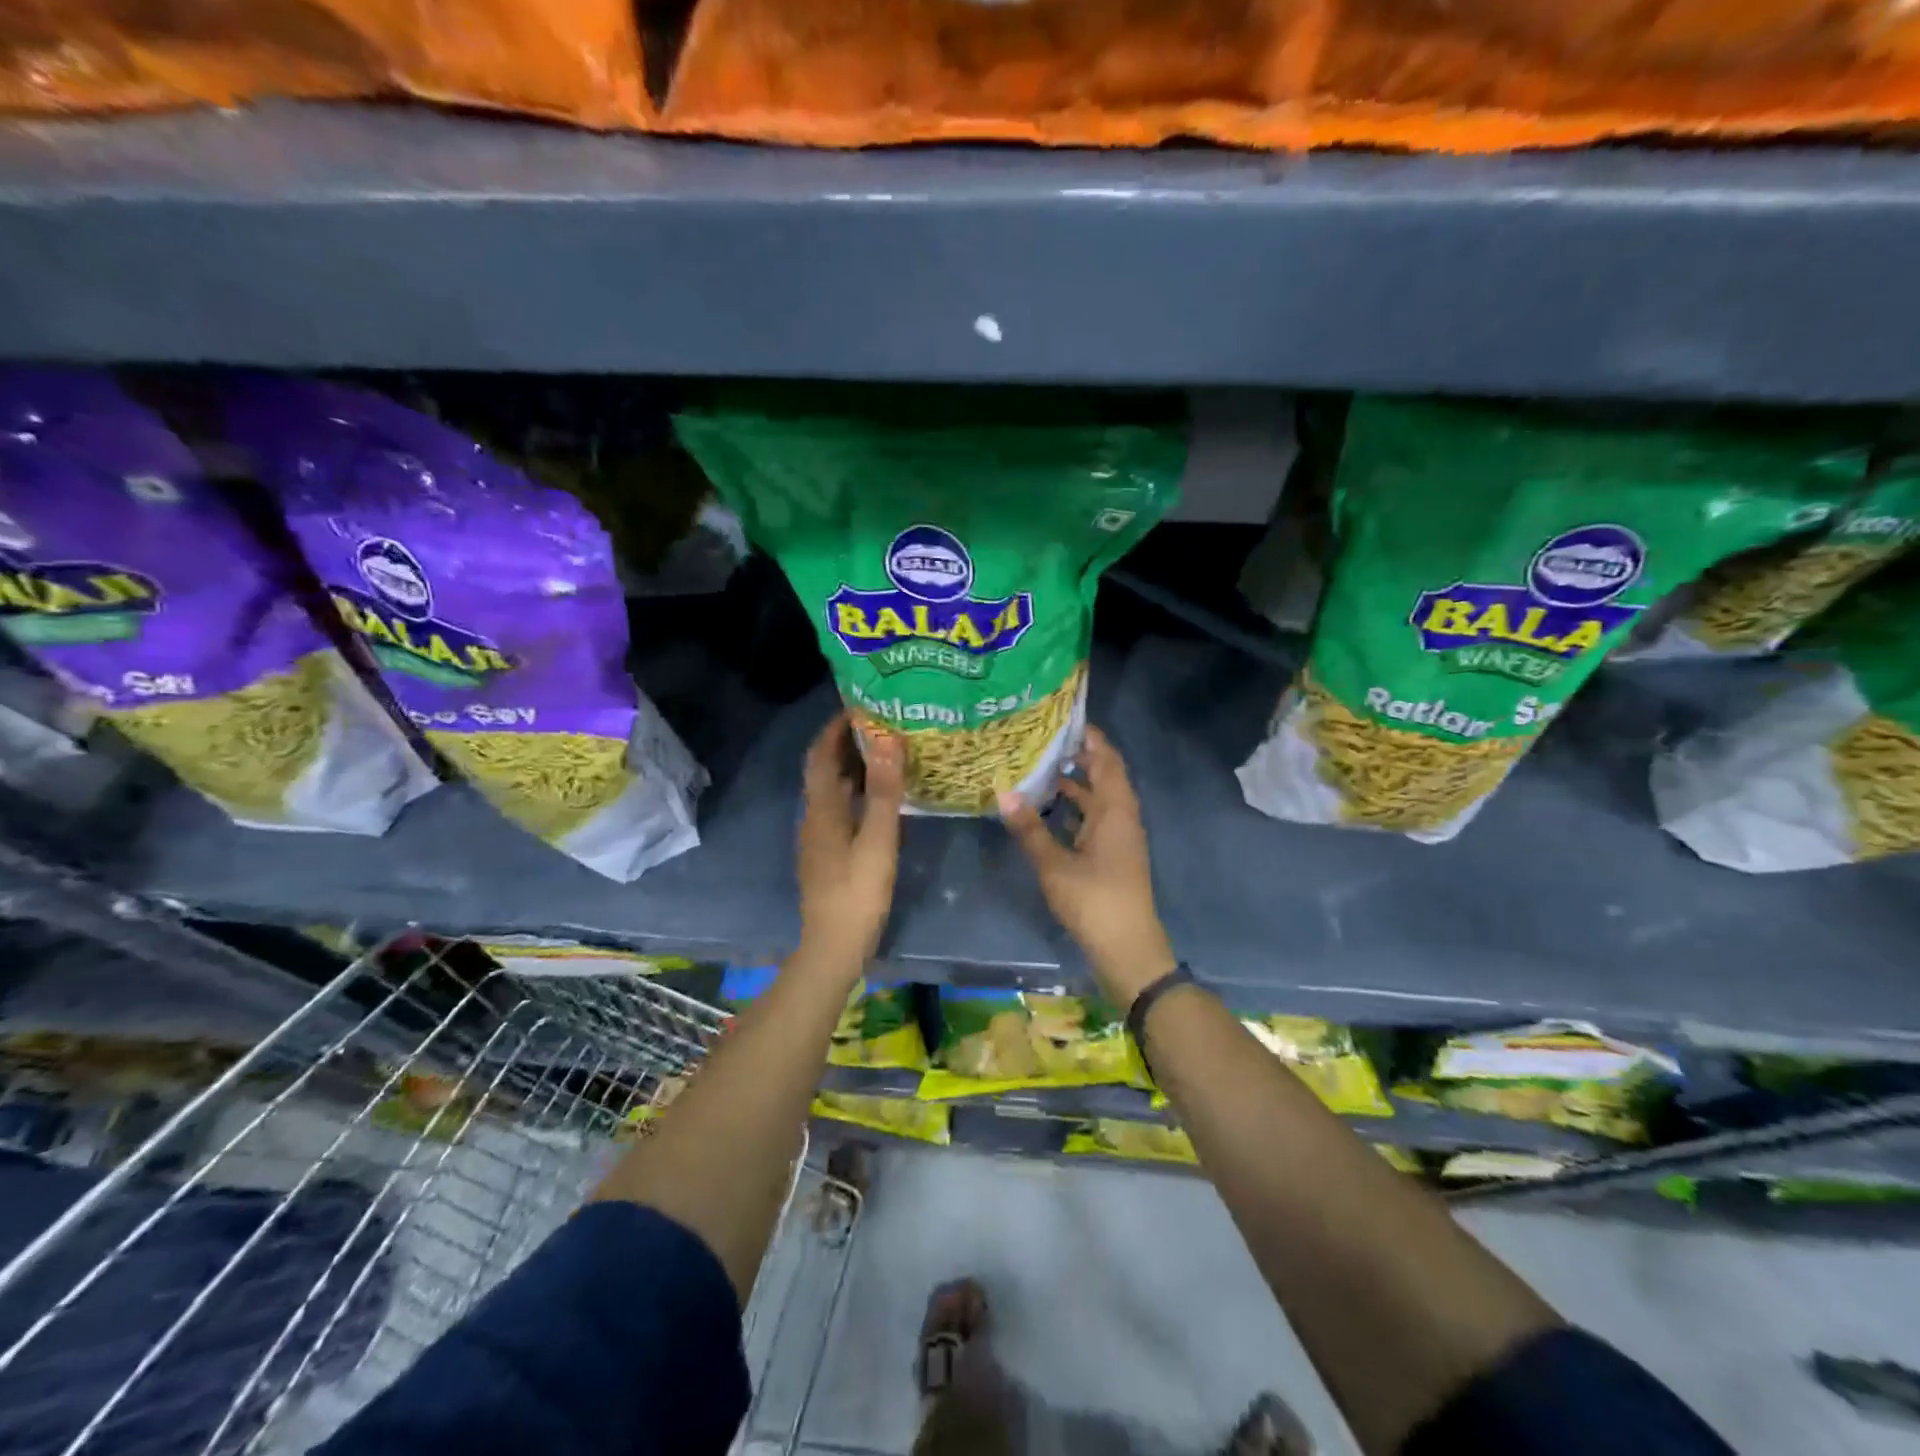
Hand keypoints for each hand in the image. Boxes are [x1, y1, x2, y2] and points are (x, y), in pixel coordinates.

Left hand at [795, 713, 905, 975]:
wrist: (832, 948)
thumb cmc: (857, 893)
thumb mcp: (878, 841)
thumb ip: (885, 791)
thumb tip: (888, 740)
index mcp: (822, 808)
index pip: (821, 754)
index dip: (835, 727)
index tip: (860, 704)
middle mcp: (815, 816)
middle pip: (825, 769)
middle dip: (846, 742)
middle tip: (881, 722)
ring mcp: (819, 837)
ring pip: (833, 789)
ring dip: (853, 767)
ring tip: (886, 751)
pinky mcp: (828, 853)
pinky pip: (840, 808)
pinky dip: (857, 791)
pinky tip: (881, 796)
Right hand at [998, 725, 1176, 1006]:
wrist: (1128, 949)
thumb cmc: (1094, 901)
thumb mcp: (1055, 865)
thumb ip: (1029, 828)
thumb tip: (1003, 792)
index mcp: (1115, 811)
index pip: (1107, 760)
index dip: (1090, 737)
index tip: (1064, 718)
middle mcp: (1122, 817)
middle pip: (1104, 775)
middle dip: (1078, 756)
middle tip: (1043, 739)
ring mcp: (1119, 837)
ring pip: (1098, 798)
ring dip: (1075, 783)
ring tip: (1040, 767)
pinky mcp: (1112, 855)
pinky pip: (1095, 818)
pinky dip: (1075, 808)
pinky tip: (1049, 809)